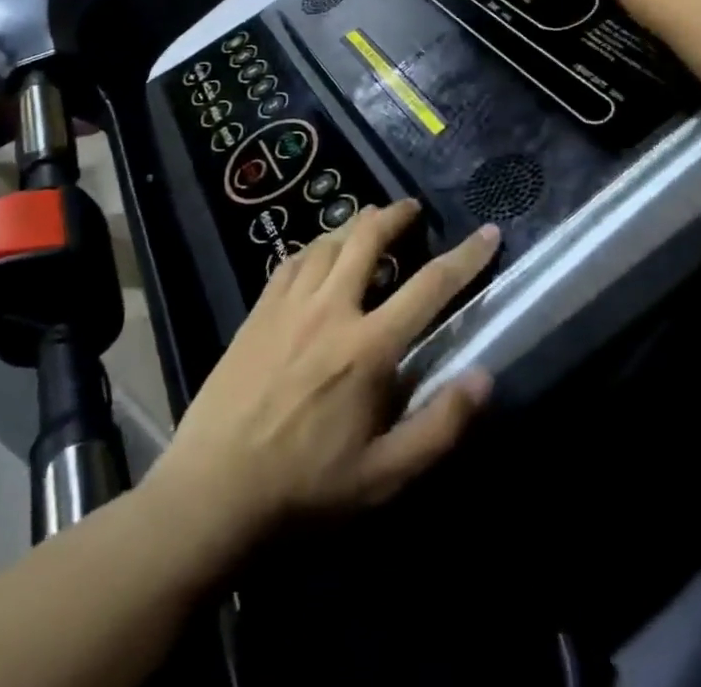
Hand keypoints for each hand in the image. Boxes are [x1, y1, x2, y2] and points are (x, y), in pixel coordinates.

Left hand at [148, 200, 498, 545]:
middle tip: (411, 208)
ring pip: (327, 242)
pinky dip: (313, 248)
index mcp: (369, 347)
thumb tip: (484, 376)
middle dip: (396, 215)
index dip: (466, 256)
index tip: (488, 232)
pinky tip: (317, 254)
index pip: (430, 286)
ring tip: (369, 223)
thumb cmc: (306, 489)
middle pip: (368, 240)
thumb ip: (439, 426)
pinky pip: (292, 261)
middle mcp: (332, 310)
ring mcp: (290, 305)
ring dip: (354, 226)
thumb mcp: (385, 477)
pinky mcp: (259, 311)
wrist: (213, 492)